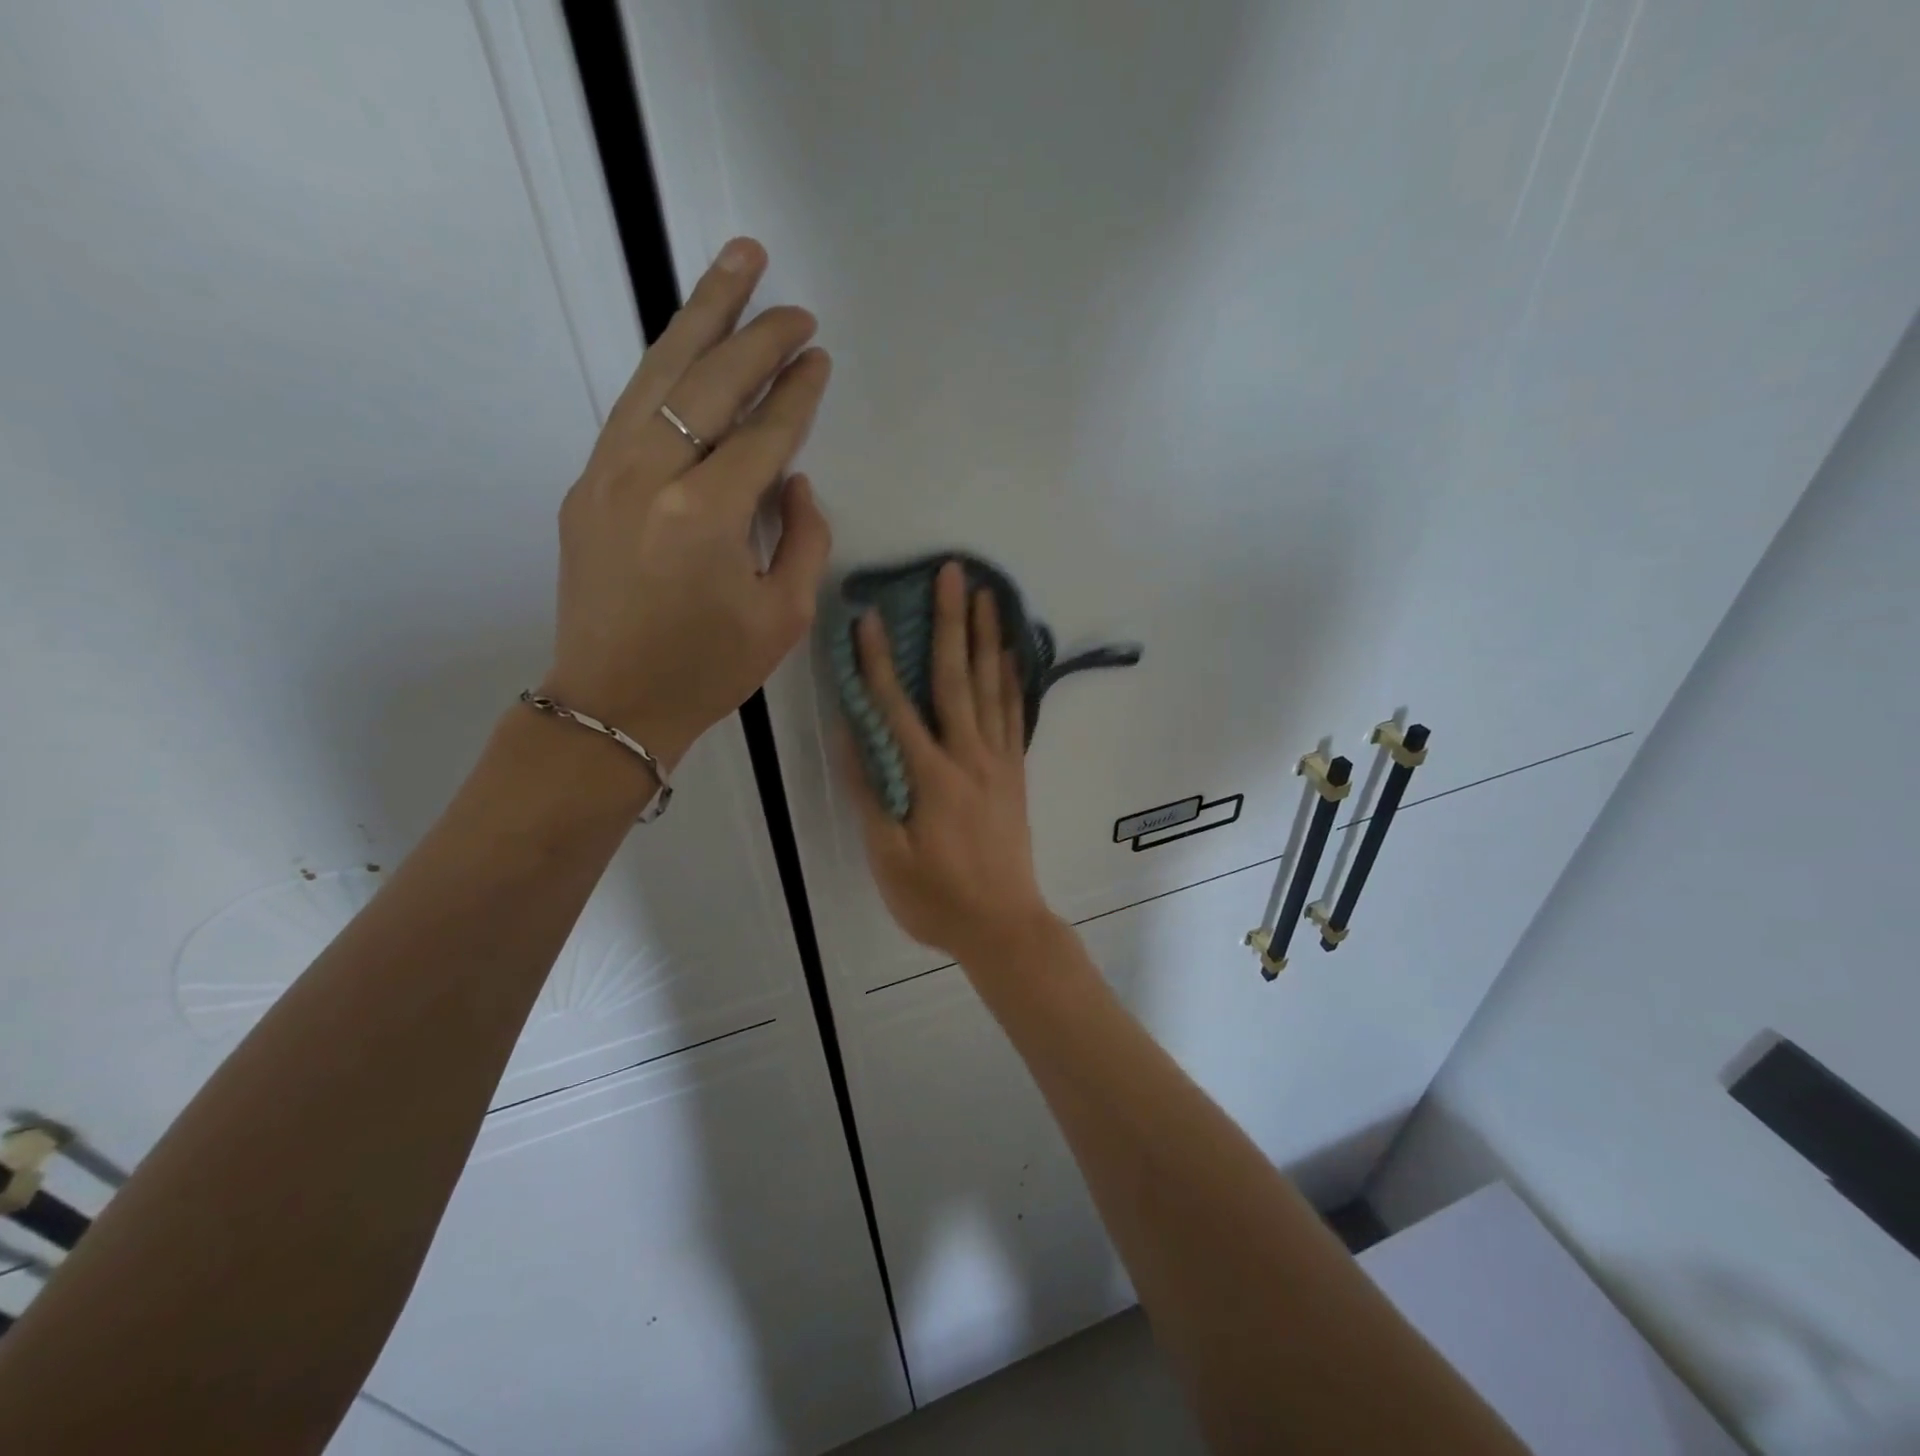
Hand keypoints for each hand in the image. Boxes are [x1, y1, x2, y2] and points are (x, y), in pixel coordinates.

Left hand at [541, 238, 832, 769]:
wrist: (611, 704)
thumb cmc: (708, 671)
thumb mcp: (783, 616)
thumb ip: (803, 539)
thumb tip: (794, 482)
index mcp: (706, 516)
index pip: (764, 435)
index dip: (797, 394)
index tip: (820, 359)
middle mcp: (650, 478)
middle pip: (708, 383)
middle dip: (756, 334)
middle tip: (792, 301)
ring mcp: (606, 475)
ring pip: (658, 375)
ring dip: (700, 317)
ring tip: (735, 264)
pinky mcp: (585, 486)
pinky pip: (633, 409)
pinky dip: (666, 369)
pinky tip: (688, 347)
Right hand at [841, 562, 1061, 964]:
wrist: (1005, 926)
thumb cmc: (936, 899)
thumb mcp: (888, 857)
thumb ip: (869, 792)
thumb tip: (850, 733)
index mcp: (929, 777)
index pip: (897, 707)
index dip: (879, 661)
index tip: (870, 616)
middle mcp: (968, 757)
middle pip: (956, 678)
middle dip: (950, 622)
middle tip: (952, 572)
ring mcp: (998, 762)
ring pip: (991, 687)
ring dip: (985, 637)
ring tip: (985, 594)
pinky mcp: (1014, 772)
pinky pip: (1015, 715)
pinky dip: (1012, 679)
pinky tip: (1010, 653)